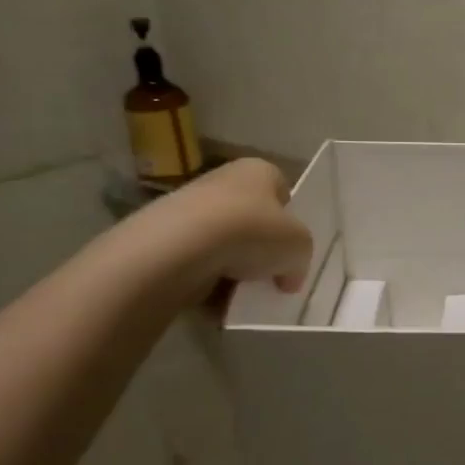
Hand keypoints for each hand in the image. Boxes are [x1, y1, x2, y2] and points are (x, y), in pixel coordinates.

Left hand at [154, 157, 313, 295]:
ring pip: (223, 239)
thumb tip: (288, 277)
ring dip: (233, 263)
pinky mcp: (164, 235)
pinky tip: (214, 294)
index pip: (282, 191)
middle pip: (251, 216)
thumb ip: (300, 259)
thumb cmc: (252, 232)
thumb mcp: (299, 247)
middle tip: (270, 272)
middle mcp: (223, 179)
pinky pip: (197, 259)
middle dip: (260, 245)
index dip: (290, 220)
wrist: (180, 248)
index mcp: (259, 170)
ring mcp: (188, 205)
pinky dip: (207, 277)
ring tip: (242, 288)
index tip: (291, 247)